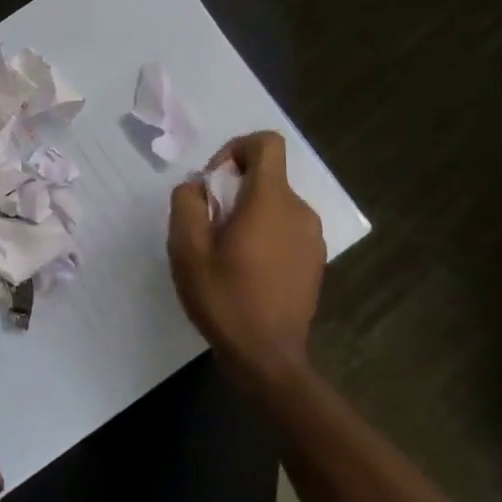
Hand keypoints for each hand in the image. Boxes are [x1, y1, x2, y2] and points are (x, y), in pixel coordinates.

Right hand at [169, 130, 326, 383]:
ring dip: (247, 213)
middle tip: (208, 226)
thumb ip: (187, 203)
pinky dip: (264, 233)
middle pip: (266, 175)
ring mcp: (312, 237)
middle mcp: (299, 210)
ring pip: (274, 202)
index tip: (214, 183)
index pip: (265, 143)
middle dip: (233, 189)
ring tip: (224, 252)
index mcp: (270, 201)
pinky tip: (246, 269)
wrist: (268, 358)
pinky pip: (285, 227)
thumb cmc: (225, 298)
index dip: (235, 149)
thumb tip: (198, 187)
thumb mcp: (187, 248)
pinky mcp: (314, 259)